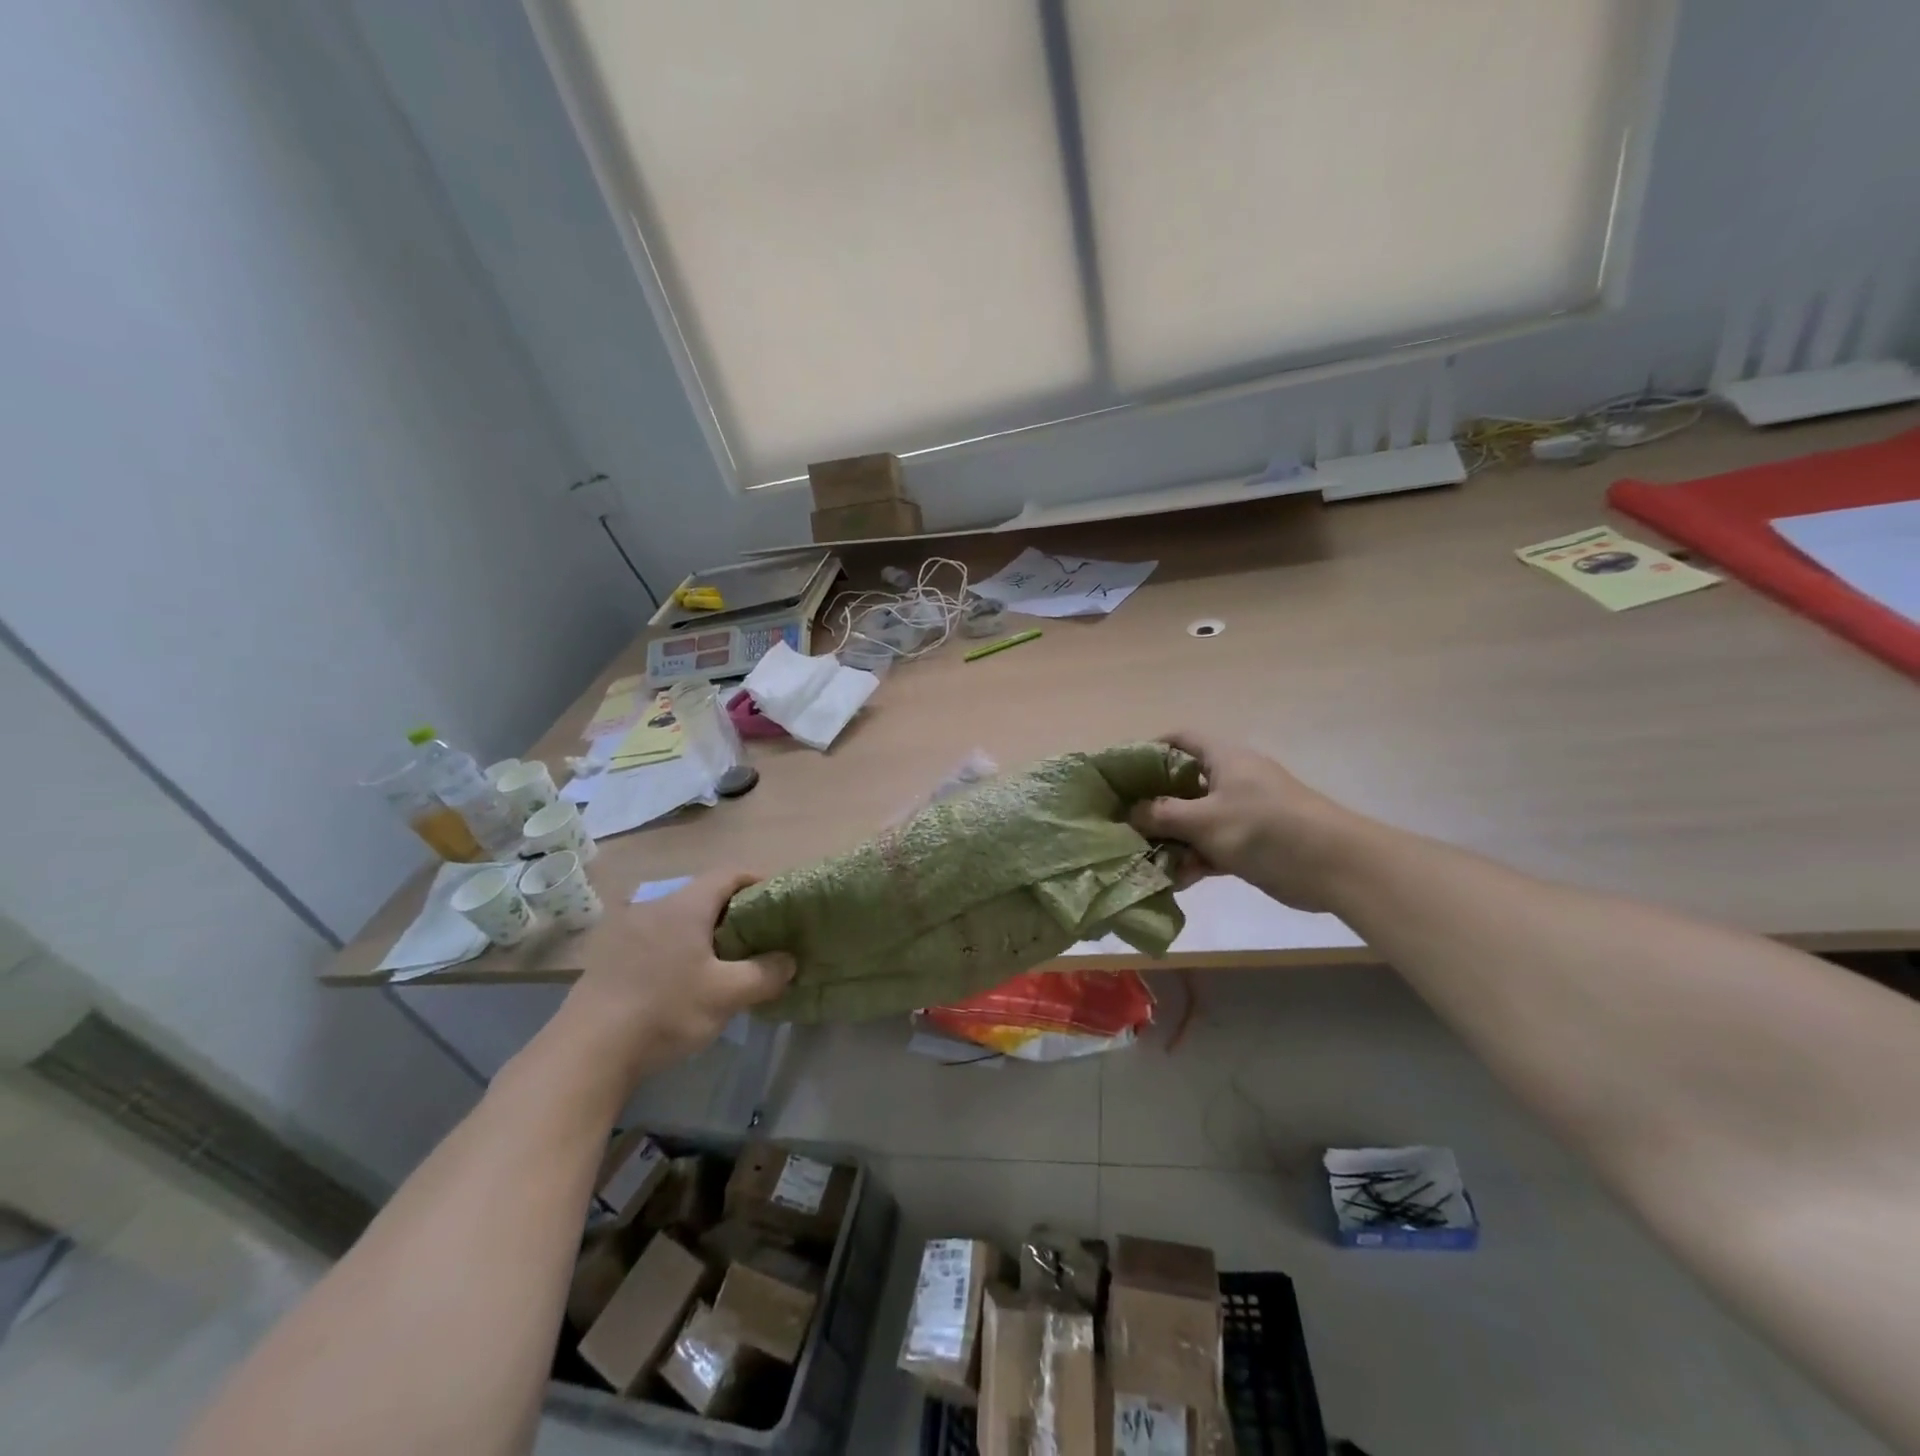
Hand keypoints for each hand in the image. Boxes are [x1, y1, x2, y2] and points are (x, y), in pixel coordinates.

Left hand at [565, 871, 795, 1081]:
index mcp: (685, 905)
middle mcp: (654, 907)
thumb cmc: (666, 1010)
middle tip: (757, 937)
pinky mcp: (608, 958)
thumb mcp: (727, 994)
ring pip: (677, 919)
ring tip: (723, 962)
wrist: (587, 1052)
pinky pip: (655, 940)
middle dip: (733, 912)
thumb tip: (788, 961)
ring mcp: (626, 931)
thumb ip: (765, 973)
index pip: (729, 874)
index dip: (757, 880)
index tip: (778, 901)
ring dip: (703, 933)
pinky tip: (682, 981)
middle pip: (703, 895)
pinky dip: (677, 949)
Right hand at [1132, 731, 1365, 911]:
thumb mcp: (1204, 819)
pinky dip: (1194, 860)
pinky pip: (1212, 847)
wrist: (1334, 865)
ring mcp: (1242, 813)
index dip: (1151, 748)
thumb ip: (1162, 815)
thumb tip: (1131, 813)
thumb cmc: (1264, 827)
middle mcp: (1231, 780)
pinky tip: (1173, 881)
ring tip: (1142, 858)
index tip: (1123, 771)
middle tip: (1123, 821)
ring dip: (1171, 840)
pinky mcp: (1251, 844)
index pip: (1181, 739)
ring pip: (1195, 821)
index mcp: (1223, 758)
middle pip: (1182, 784)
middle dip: (1153, 804)